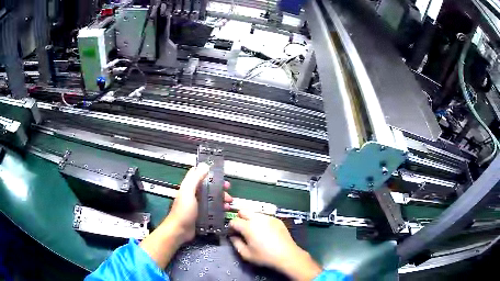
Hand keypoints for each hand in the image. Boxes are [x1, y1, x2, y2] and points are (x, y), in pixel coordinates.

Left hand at [164, 162, 232, 243]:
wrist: (179, 231)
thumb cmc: (183, 211)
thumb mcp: (188, 192)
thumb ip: (195, 178)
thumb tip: (205, 165)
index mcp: (189, 186)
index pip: (198, 174)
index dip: (208, 171)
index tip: (220, 173)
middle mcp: (194, 194)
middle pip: (208, 186)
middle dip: (219, 187)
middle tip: (228, 189)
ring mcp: (198, 205)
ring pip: (212, 198)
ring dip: (221, 199)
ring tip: (229, 203)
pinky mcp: (202, 215)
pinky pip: (213, 209)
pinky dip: (220, 209)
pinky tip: (225, 211)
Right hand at [230, 211, 321, 280]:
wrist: (287, 255)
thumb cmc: (265, 256)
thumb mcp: (246, 254)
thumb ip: (236, 243)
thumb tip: (232, 236)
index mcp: (248, 227)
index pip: (234, 221)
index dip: (231, 227)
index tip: (232, 234)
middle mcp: (258, 218)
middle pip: (243, 211)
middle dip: (239, 219)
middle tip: (242, 230)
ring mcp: (268, 217)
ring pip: (254, 213)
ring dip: (250, 219)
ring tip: (254, 230)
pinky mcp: (276, 219)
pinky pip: (264, 216)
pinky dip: (260, 221)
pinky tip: (265, 231)